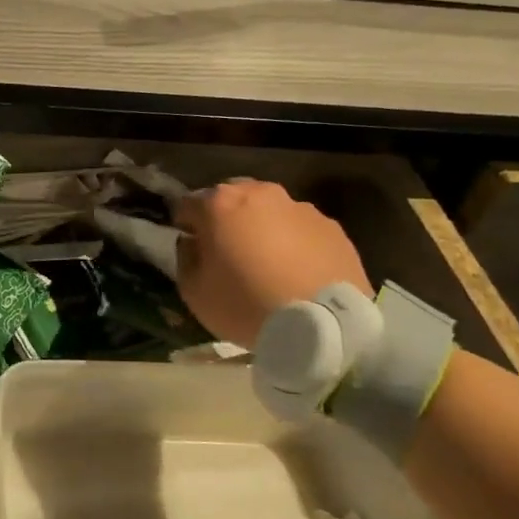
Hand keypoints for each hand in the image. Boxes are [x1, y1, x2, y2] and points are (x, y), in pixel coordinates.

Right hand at [174, 179, 373, 347]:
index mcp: (220, 204)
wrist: (323, 324)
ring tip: (267, 263)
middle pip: (233, 198)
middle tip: (227, 251)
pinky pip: (301, 229)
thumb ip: (186, 258)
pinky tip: (296, 272)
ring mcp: (301, 208)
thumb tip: (194, 243)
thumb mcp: (194, 292)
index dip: (185, 225)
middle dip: (225, 218)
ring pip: (270, 211)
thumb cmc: (245, 304)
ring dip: (262, 228)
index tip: (190, 246)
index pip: (188, 204)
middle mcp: (260, 194)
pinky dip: (294, 242)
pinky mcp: (333, 227)